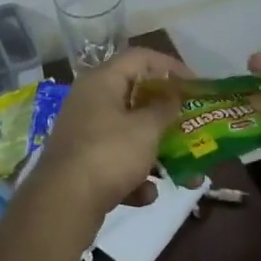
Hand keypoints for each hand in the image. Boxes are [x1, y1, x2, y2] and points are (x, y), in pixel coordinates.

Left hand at [18, 47, 189, 233]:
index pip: (140, 57)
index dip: (171, 67)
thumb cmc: (109, 153)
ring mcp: (83, 133)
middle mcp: (89, 101)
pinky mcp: (81, 164)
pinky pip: (115, 163)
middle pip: (135, 99)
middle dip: (167, 118)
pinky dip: (133, 177)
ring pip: (129, 135)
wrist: (63, 202)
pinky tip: (145, 195)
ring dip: (157, 153)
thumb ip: (165, 109)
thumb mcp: (146, 129)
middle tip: (193, 127)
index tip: (196, 85)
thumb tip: (173, 94)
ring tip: (186, 175)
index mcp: (101, 81)